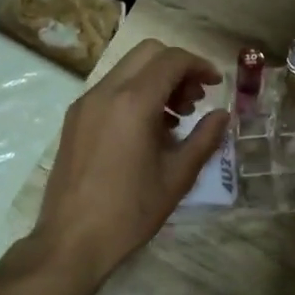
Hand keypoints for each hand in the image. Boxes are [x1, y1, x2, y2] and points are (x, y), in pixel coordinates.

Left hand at [33, 39, 227, 281]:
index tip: (217, 85)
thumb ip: (204, 139)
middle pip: (147, 53)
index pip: (171, 60)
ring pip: (127, 69)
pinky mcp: (74, 119)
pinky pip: (111, 89)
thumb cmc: (130, 211)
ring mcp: (85, 104)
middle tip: (195, 99)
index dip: (199, 66)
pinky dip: (135, 94)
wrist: (71, 241)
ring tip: (176, 118)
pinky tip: (149, 130)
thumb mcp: (177, 176)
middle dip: (177, 67)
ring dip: (156, 80)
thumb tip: (223, 115)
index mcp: (133, 102)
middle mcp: (105, 92)